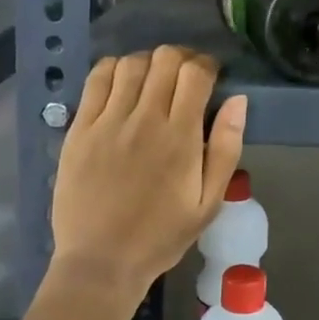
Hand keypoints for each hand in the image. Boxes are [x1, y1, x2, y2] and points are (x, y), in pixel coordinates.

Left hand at [51, 46, 247, 292]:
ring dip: (149, 62)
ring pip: (131, 63)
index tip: (211, 76)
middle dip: (182, 58)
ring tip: (153, 80)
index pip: (196, 73)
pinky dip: (113, 69)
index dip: (207, 65)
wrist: (101, 261)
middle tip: (185, 77)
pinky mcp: (80, 128)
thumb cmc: (161, 235)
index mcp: (181, 137)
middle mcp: (144, 119)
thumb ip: (227, 148)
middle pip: (165, 58)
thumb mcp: (209, 202)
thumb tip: (239, 100)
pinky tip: (121, 83)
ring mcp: (108, 121)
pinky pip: (96, 79)